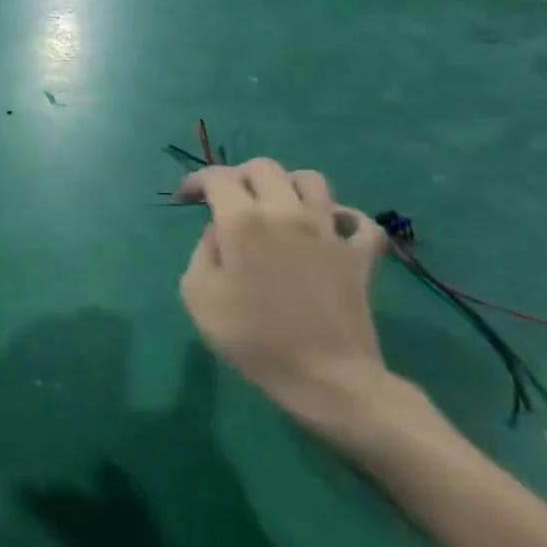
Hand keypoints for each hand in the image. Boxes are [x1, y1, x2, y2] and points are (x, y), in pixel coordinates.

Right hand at [177, 160, 396, 439]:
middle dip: (238, 177)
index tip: (186, 199)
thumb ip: (203, 251)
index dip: (197, 181)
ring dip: (287, 185)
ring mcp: (328, 232)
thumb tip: (221, 233)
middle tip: (226, 201)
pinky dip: (342, 217)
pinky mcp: (359, 255)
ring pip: (311, 180)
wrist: (325, 379)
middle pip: (264, 168)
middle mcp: (287, 213)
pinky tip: (327, 229)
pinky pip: (358, 220)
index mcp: (243, 221)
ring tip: (274, 207)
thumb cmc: (251, 338)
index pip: (218, 178)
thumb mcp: (197, 295)